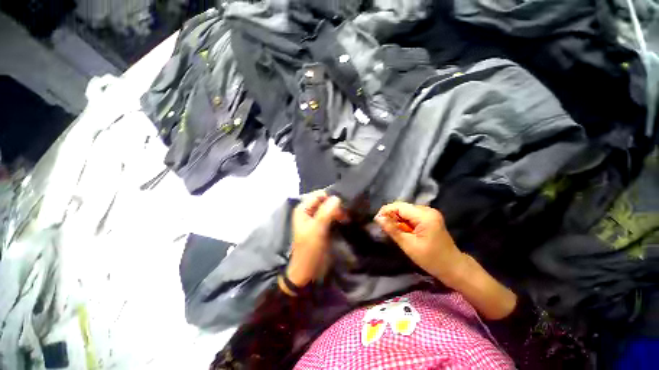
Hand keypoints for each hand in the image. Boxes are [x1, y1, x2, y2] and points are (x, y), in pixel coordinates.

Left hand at [286, 190, 343, 287]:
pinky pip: (332, 216)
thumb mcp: (317, 230)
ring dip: (338, 211)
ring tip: (347, 218)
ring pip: (329, 208)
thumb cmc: (309, 250)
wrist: (308, 272)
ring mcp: (316, 219)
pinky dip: (338, 216)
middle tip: (346, 214)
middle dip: (336, 205)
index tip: (343, 205)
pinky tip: (346, 220)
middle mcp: (309, 211)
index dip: (330, 198)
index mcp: (303, 209)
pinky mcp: (323, 226)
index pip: (319, 195)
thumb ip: (326, 212)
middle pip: (325, 201)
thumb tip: (337, 197)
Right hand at [375, 202, 466, 286]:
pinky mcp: (430, 217)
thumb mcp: (408, 245)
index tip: (377, 220)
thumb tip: (378, 218)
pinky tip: (404, 230)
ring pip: (406, 210)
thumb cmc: (431, 259)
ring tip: (395, 231)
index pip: (399, 206)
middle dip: (392, 216)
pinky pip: (412, 215)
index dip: (386, 211)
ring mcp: (430, 213)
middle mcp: (428, 210)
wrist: (453, 267)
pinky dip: (405, 221)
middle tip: (385, 228)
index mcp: (424, 216)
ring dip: (398, 219)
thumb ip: (392, 229)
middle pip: (403, 207)